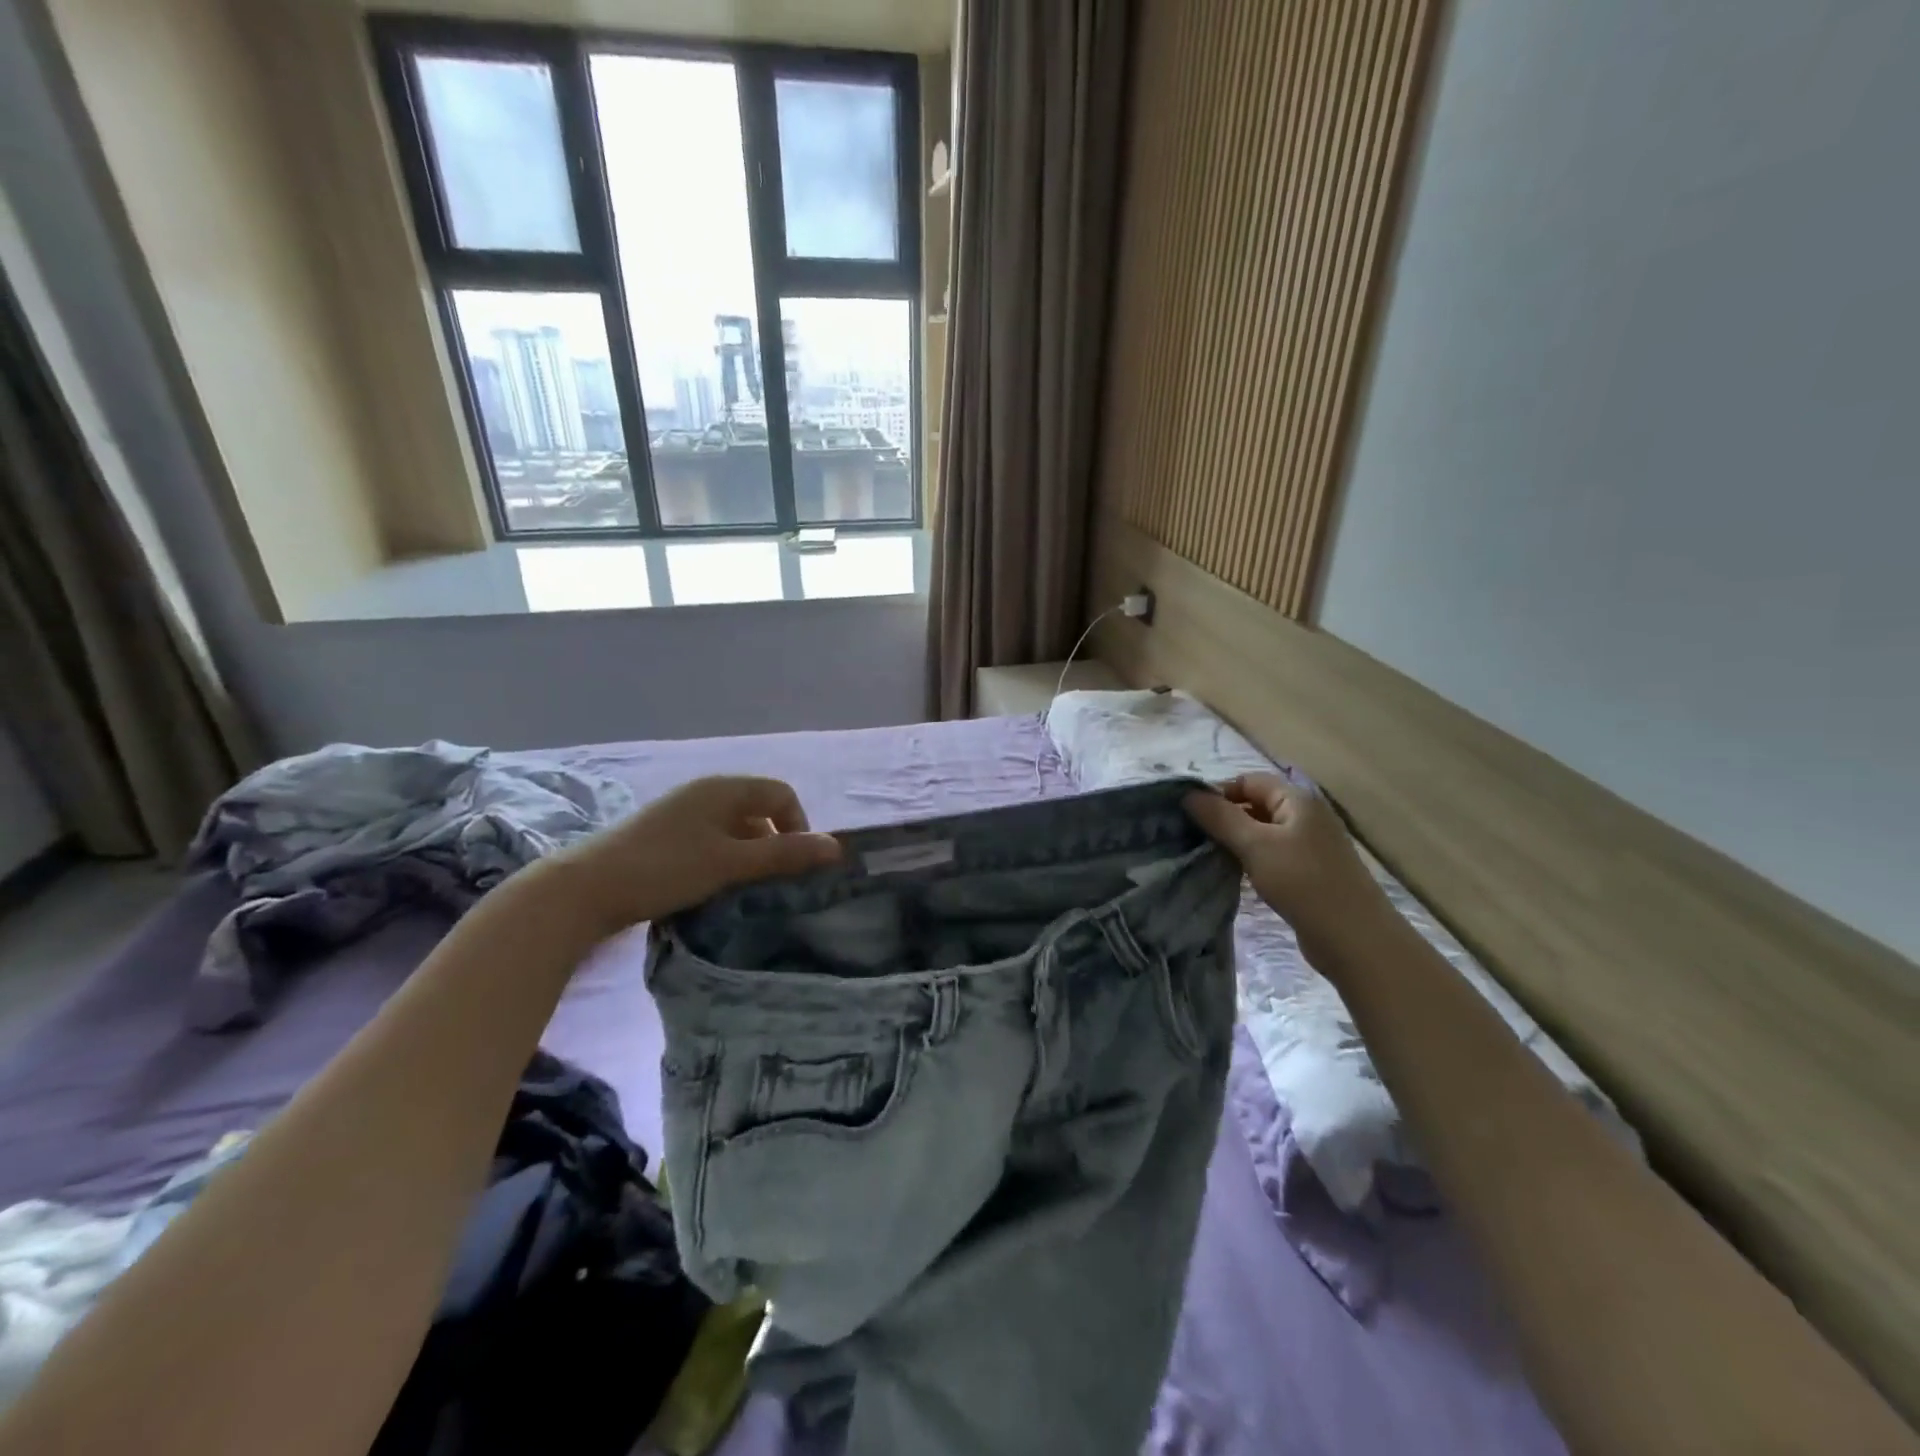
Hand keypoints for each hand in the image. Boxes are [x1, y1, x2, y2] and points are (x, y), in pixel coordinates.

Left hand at [547, 775, 842, 938]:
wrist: (584, 889)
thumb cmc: (665, 868)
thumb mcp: (731, 863)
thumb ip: (784, 854)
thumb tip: (836, 848)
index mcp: (723, 788)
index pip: (781, 794)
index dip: (798, 826)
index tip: (795, 866)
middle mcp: (705, 793)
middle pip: (759, 811)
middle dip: (774, 844)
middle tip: (772, 883)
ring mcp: (682, 814)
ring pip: (734, 829)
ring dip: (748, 856)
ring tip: (743, 891)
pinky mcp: (664, 837)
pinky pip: (710, 842)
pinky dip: (723, 861)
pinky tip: (712, 889)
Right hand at [1185, 773, 1383, 941]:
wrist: (1354, 939)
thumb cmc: (1304, 883)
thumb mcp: (1255, 845)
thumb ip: (1220, 817)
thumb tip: (1188, 794)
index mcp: (1298, 799)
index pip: (1249, 780)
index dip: (1219, 792)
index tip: (1190, 815)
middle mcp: (1306, 816)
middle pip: (1256, 804)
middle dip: (1225, 816)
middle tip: (1194, 837)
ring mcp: (1310, 845)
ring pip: (1263, 831)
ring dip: (1236, 840)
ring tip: (1208, 855)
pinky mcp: (1309, 872)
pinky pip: (1272, 854)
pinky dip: (1252, 859)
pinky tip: (1234, 874)